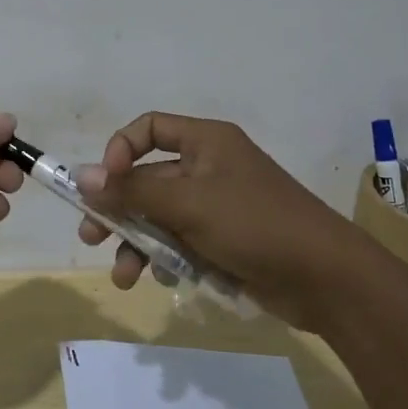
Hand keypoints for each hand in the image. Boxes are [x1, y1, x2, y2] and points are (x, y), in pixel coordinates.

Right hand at [72, 112, 355, 330]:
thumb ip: (132, 191)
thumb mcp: (188, 204)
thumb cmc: (254, 224)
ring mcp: (218, 206)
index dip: (121, 151)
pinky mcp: (225, 242)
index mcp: (206, 142)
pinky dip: (167, 259)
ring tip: (125, 276)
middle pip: (149, 178)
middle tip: (93, 236)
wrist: (326, 278)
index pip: (150, 128)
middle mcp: (209, 167)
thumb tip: (80, 177)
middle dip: (120, 208)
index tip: (105, 183)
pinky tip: (165, 280)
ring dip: (138, 243)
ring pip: (162, 217)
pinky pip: (182, 242)